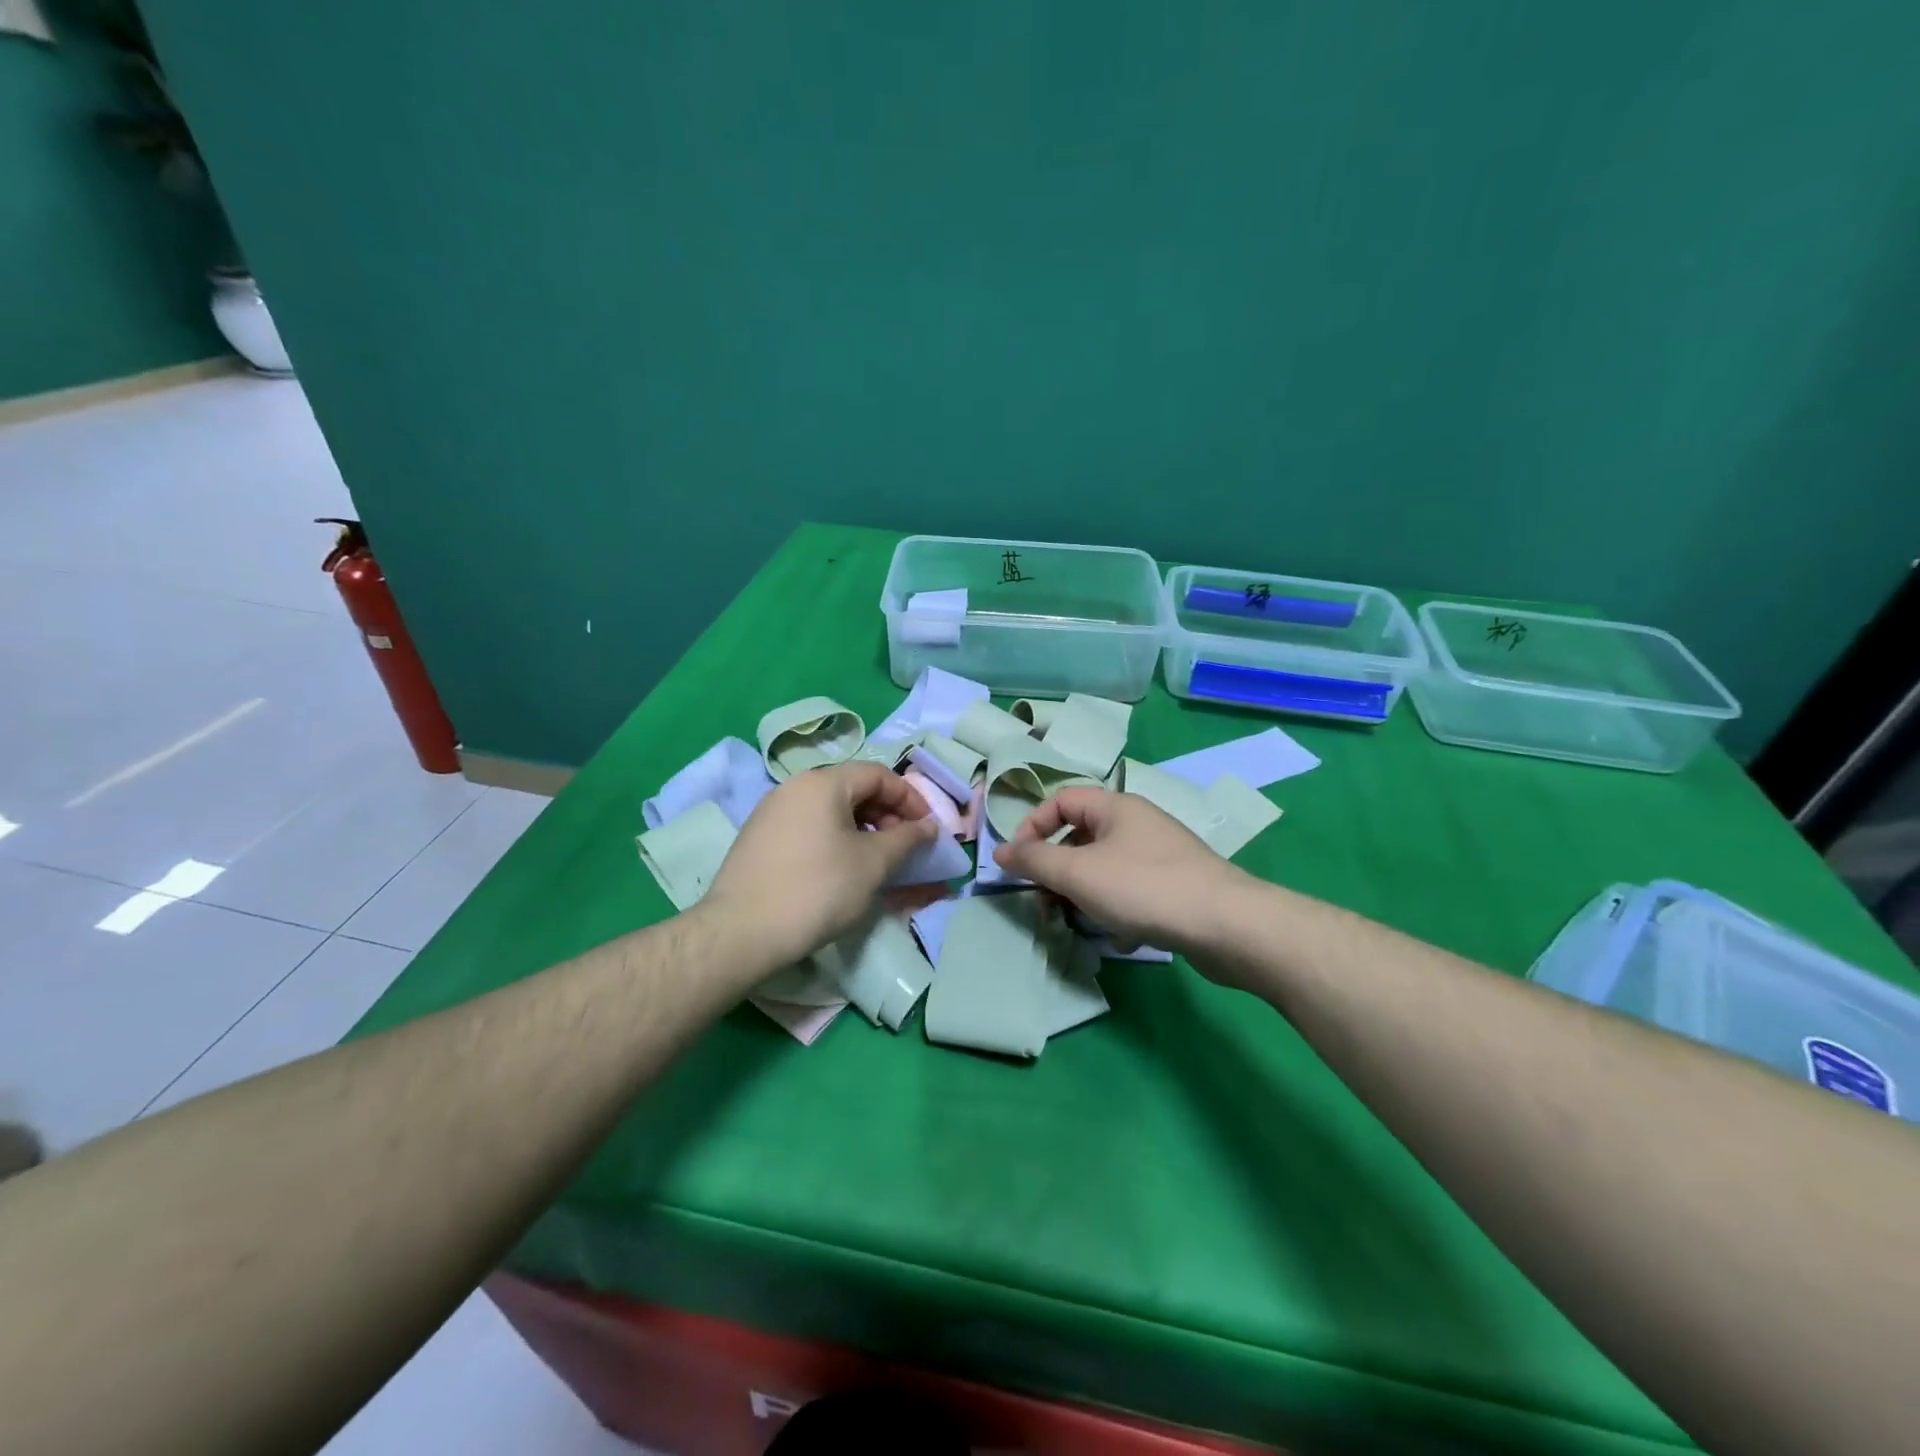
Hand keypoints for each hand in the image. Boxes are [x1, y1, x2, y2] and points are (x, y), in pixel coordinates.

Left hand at [701, 763, 937, 968]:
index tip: (927, 828)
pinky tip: (840, 869)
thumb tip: (928, 826)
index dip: (910, 798)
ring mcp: (770, 811)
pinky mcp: (758, 837)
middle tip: (904, 846)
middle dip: (886, 814)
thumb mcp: (872, 864)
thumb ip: (906, 839)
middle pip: (852, 788)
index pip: (877, 774)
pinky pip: (808, 826)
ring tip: (876, 860)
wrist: (741, 932)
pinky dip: (834, 838)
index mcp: (822, 783)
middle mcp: (793, 787)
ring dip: (861, 828)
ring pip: (829, 809)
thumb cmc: (817, 890)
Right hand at [993, 788, 1243, 955]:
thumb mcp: (1078, 873)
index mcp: (1115, 807)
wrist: (1226, 925)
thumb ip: (1034, 860)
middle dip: (1057, 872)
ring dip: (1084, 896)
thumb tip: (999, 852)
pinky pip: (1131, 891)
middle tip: (1045, 905)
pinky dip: (1117, 911)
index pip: (1060, 801)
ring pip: (1105, 869)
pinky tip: (1122, 938)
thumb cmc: (1144, 888)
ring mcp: (1160, 855)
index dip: (1032, 827)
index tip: (1018, 863)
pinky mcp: (1176, 886)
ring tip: (1080, 925)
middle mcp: (1138, 823)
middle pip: (1081, 838)